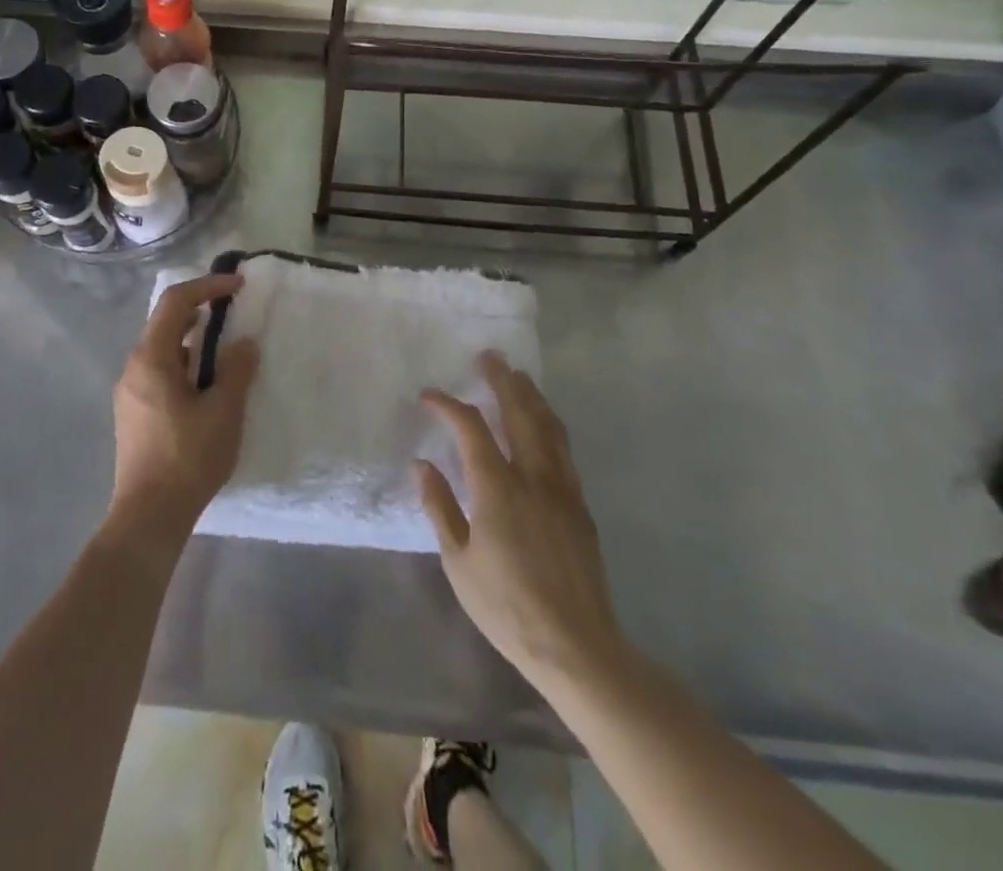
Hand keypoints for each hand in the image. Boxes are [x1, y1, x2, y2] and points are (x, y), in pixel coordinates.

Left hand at [105, 274, 259, 559]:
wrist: (148, 516)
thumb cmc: (188, 458)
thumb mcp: (223, 411)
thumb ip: (236, 370)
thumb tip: (243, 343)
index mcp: (151, 358)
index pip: (176, 302)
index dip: (207, 286)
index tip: (238, 287)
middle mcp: (133, 367)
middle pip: (164, 321)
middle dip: (199, 309)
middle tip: (232, 311)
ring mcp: (129, 391)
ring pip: (162, 348)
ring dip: (192, 339)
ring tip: (224, 347)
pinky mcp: (133, 413)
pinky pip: (159, 371)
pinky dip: (183, 363)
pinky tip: (205, 384)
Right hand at [415, 353, 629, 695]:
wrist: (576, 646)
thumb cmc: (506, 607)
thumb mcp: (458, 561)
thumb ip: (439, 507)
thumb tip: (422, 464)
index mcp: (498, 488)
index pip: (470, 428)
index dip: (448, 405)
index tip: (429, 395)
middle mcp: (533, 477)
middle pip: (519, 413)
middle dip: (501, 380)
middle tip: (489, 356)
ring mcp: (562, 489)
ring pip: (548, 427)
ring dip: (531, 396)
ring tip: (518, 376)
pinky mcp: (580, 505)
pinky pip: (563, 449)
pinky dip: (549, 424)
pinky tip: (543, 423)